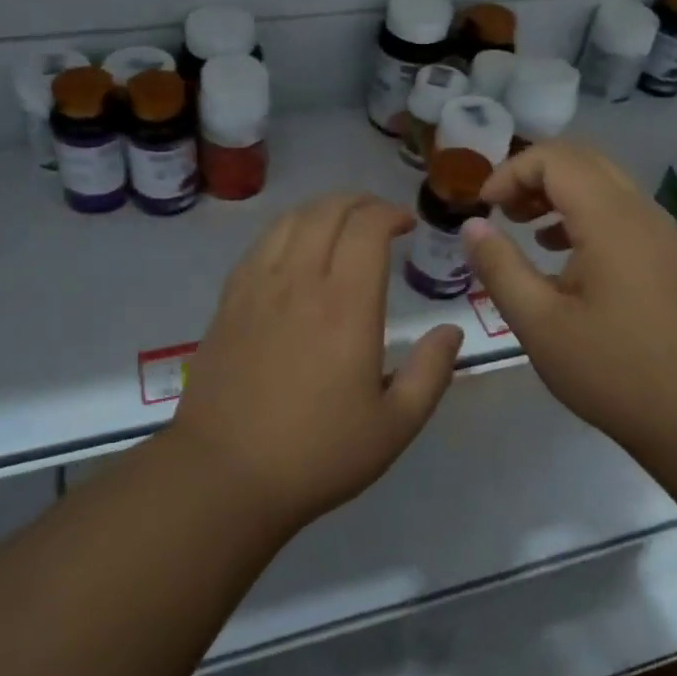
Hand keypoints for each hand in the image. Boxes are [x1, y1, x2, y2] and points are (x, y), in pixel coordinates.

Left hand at [168, 193, 463, 531]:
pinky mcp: (229, 300)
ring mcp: (258, 286)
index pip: (367, 227)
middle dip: (359, 201)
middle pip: (327, 211)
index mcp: (346, 305)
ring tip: (340, 223)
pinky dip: (286, 229)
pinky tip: (294, 248)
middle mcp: (300, 281)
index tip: (406, 225)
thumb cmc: (317, 454)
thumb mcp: (394, 426)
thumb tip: (452, 331)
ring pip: (290, 219)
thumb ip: (430, 373)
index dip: (389, 213)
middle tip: (379, 217)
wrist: (224, 474)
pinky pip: (259, 243)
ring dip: (322, 209)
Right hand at [463, 140, 676, 452]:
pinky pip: (622, 213)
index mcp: (611, 219)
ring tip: (526, 230)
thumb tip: (473, 225)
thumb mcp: (540, 324)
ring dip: (560, 194)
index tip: (483, 208)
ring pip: (605, 185)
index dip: (511, 171)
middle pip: (583, 160)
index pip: (555, 158)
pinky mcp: (671, 259)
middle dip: (534, 175)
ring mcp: (663, 235)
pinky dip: (584, 216)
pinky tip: (564, 259)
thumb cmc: (617, 371)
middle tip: (501, 211)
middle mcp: (642, 213)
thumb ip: (500, 268)